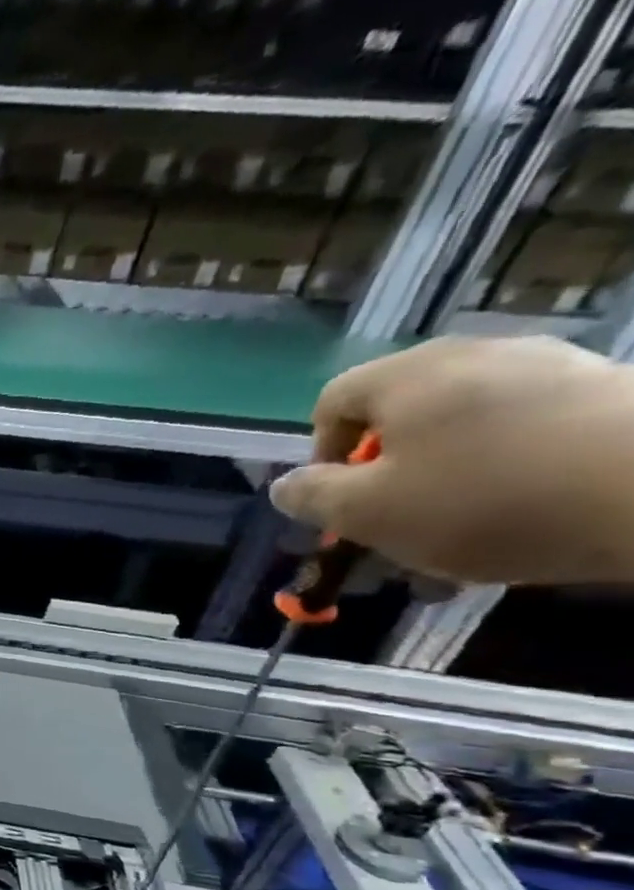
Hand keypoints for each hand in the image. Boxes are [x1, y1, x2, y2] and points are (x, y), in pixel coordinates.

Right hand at [269, 336, 633, 584]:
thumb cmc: (486, 500)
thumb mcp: (365, 512)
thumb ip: (311, 497)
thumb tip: (287, 485)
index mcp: (409, 376)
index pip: (332, 401)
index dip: (320, 454)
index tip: (340, 502)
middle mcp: (475, 356)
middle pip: (399, 415)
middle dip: (384, 474)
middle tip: (395, 524)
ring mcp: (549, 368)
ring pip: (462, 429)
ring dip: (443, 478)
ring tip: (459, 533)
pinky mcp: (607, 392)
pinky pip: (525, 432)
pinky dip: (506, 470)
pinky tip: (521, 515)